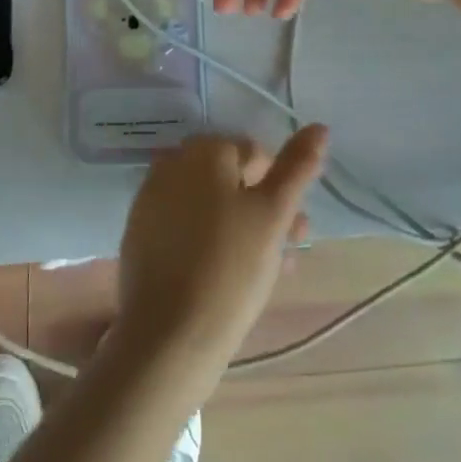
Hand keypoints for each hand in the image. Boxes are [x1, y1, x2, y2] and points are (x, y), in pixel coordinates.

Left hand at [110, 127, 328, 389]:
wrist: (168, 335)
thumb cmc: (229, 269)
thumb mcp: (272, 215)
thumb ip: (297, 168)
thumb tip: (319, 126)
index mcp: (203, 150)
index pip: (254, 153)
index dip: (279, 188)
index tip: (294, 229)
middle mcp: (172, 162)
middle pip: (230, 178)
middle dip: (261, 208)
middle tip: (286, 252)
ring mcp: (152, 197)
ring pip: (209, 203)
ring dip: (240, 226)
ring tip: (265, 271)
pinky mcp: (140, 231)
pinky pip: (185, 225)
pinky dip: (209, 239)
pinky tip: (228, 276)